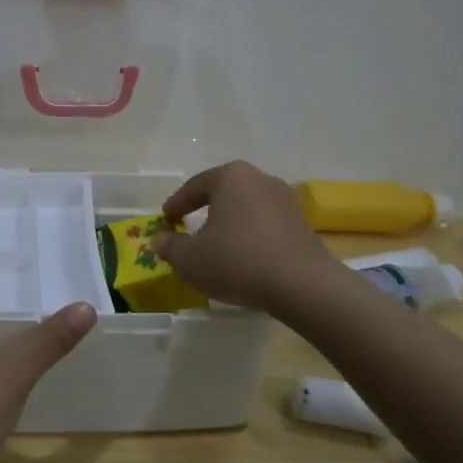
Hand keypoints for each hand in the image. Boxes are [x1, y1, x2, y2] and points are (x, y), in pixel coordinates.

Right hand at [152, 160, 335, 314]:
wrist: (302, 285)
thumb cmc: (237, 261)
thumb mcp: (190, 259)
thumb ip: (170, 247)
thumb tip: (159, 240)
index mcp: (230, 177)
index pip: (195, 186)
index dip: (177, 203)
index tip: (166, 218)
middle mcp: (259, 179)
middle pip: (223, 192)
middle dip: (205, 208)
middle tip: (189, 225)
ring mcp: (285, 200)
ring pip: (246, 208)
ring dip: (230, 223)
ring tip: (217, 243)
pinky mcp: (302, 224)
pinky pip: (266, 224)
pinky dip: (250, 236)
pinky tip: (244, 256)